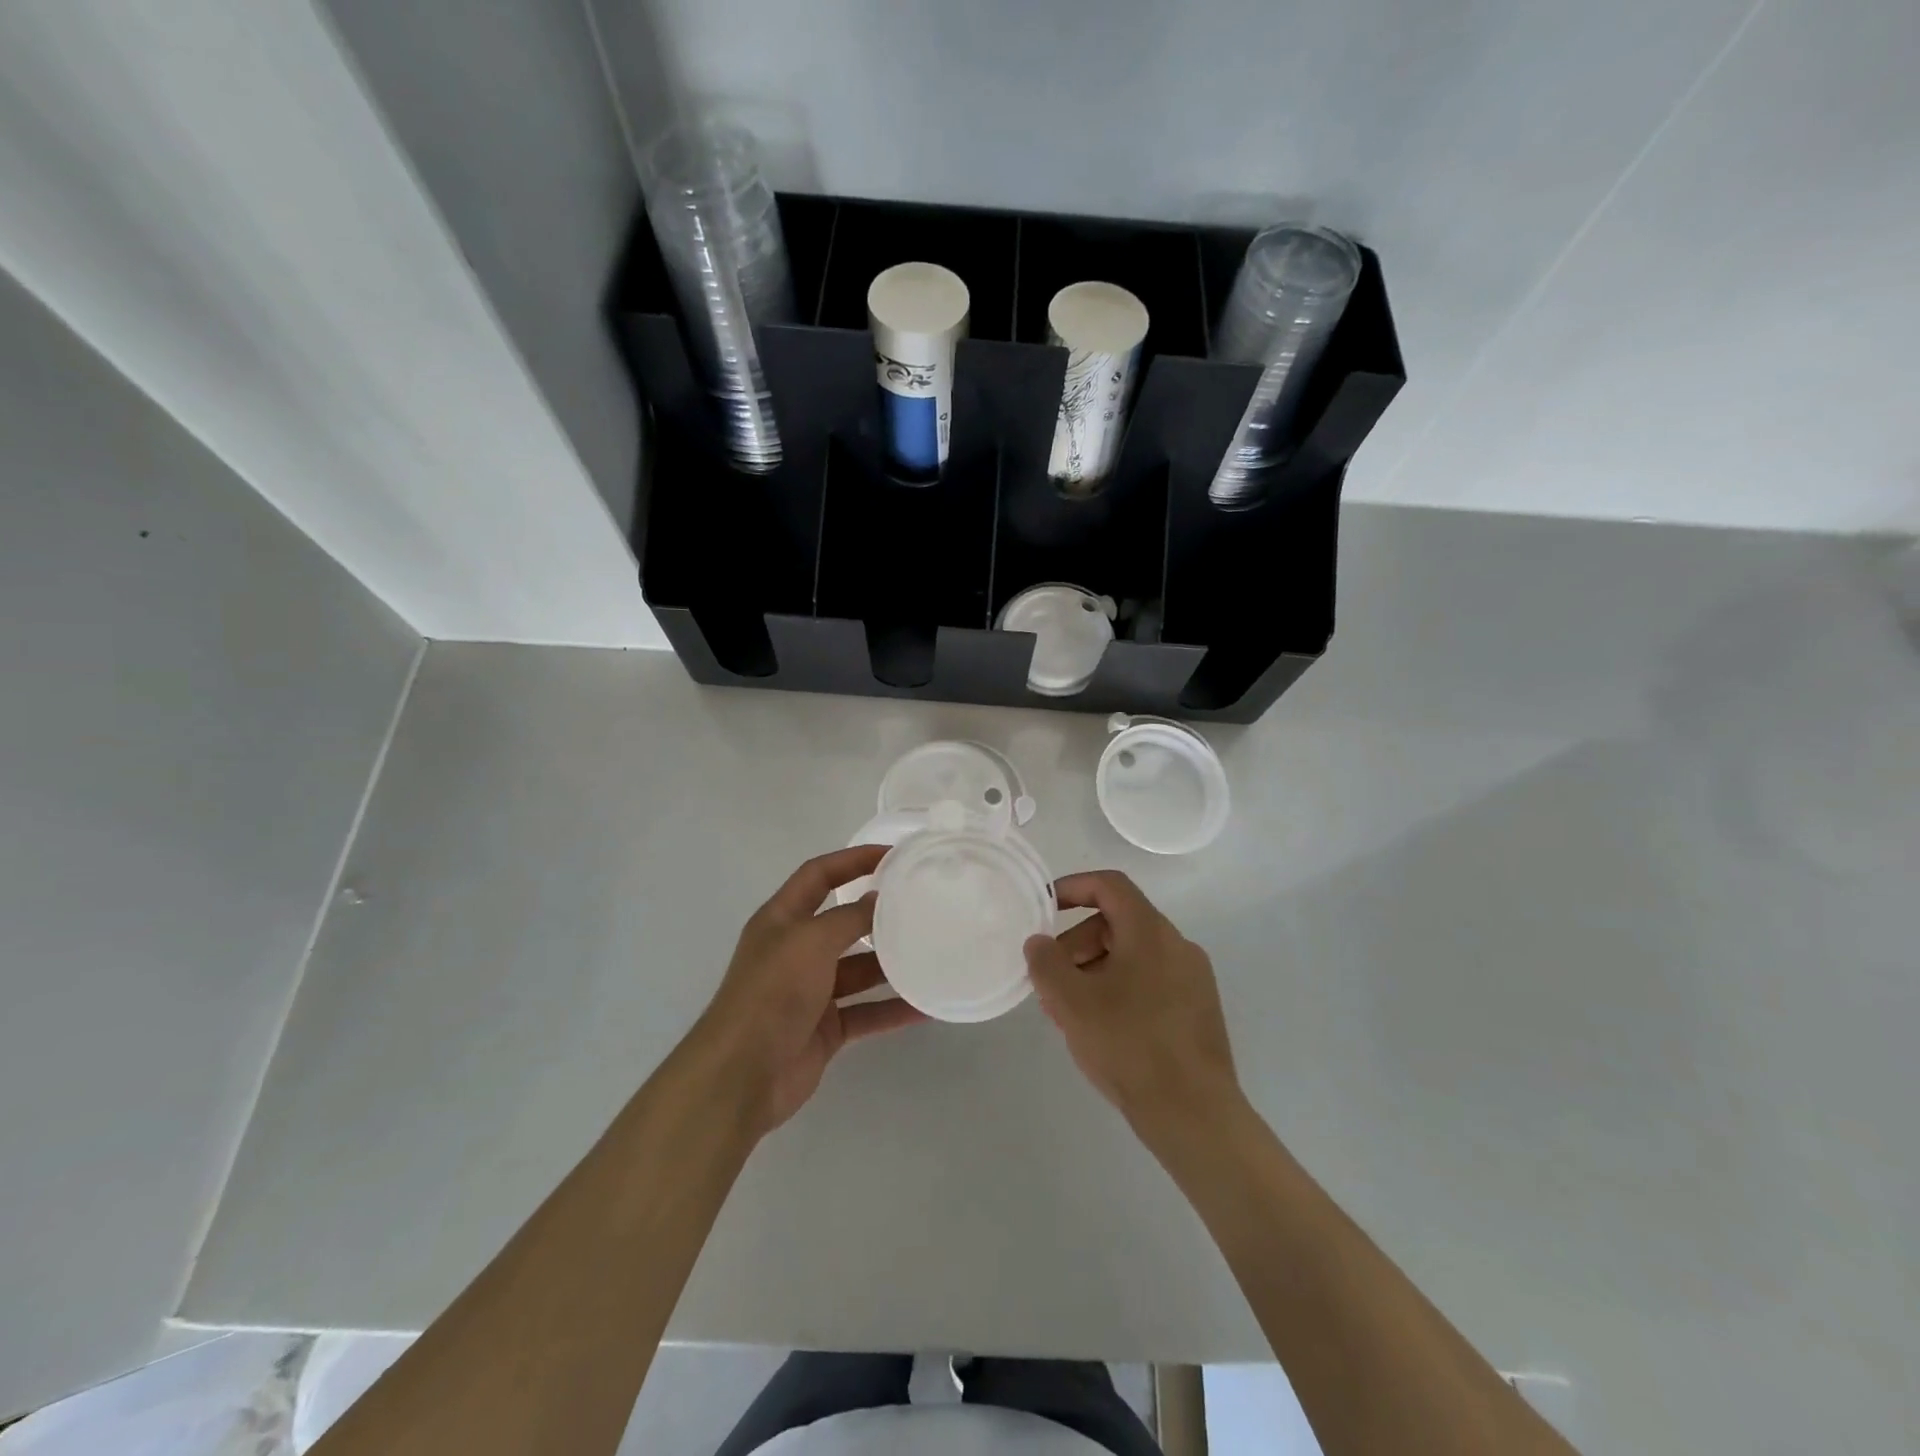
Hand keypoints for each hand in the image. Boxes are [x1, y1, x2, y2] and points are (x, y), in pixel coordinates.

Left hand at [697, 846, 926, 1134]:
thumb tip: (879, 900)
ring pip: (859, 970)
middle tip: (922, 906)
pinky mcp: (825, 1028)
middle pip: (843, 923)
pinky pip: (866, 1011)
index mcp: (782, 920)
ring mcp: (811, 991)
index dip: (852, 860)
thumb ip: (848, 918)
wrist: (742, 1075)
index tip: (893, 856)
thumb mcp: (811, 941)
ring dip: (892, 964)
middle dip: (879, 915)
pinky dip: (893, 1009)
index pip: (819, 875)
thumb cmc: (772, 993)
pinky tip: (926, 1007)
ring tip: (933, 953)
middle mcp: (796, 950)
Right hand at [1024, 871, 1243, 1133]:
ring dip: (1094, 971)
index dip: (1072, 887)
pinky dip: (1118, 990)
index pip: (1109, 885)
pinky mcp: (1197, 1010)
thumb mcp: (1071, 1002)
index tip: (1043, 907)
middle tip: (1051, 981)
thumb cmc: (1129, 1045)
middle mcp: (1177, 945)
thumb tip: (1039, 942)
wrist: (1195, 1114)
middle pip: (1117, 923)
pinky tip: (1102, 1030)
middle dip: (1076, 944)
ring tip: (1070, 1013)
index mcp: (1150, 931)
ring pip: (1131, 956)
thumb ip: (1046, 963)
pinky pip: (1149, 981)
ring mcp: (1192, 978)